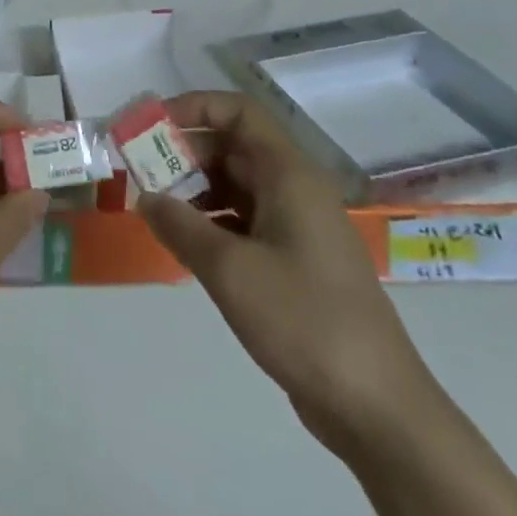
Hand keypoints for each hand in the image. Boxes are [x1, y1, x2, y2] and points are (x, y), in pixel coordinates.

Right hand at [138, 91, 442, 458]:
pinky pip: (244, 220)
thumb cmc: (304, 321)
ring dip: (194, 190)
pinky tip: (184, 244)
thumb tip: (145, 196)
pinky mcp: (295, 261)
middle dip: (183, 153)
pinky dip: (211, 221)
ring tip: (155, 210)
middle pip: (232, 147)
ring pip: (236, 186)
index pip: (238, 112)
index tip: (150, 128)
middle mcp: (295, 190)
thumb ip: (179, 225)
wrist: (376, 407)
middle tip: (140, 174)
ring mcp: (297, 227)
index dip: (192, 108)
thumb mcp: (229, 269)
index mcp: (289, 175)